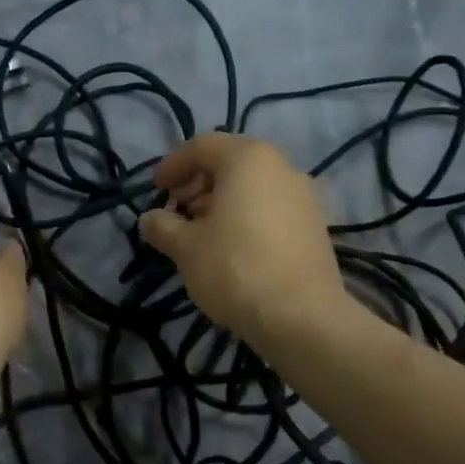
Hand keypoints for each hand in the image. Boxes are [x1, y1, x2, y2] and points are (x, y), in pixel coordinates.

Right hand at [139, 133, 347, 345]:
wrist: (301, 316)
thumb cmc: (235, 268)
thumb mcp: (185, 247)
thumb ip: (163, 226)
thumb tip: (150, 219)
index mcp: (248, 158)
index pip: (201, 146)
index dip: (172, 166)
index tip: (155, 190)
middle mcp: (281, 166)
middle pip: (230, 162)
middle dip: (197, 183)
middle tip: (176, 211)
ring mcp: (304, 195)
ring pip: (253, 186)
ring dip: (221, 201)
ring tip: (200, 232)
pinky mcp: (315, 225)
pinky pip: (271, 207)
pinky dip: (246, 216)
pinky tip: (231, 247)